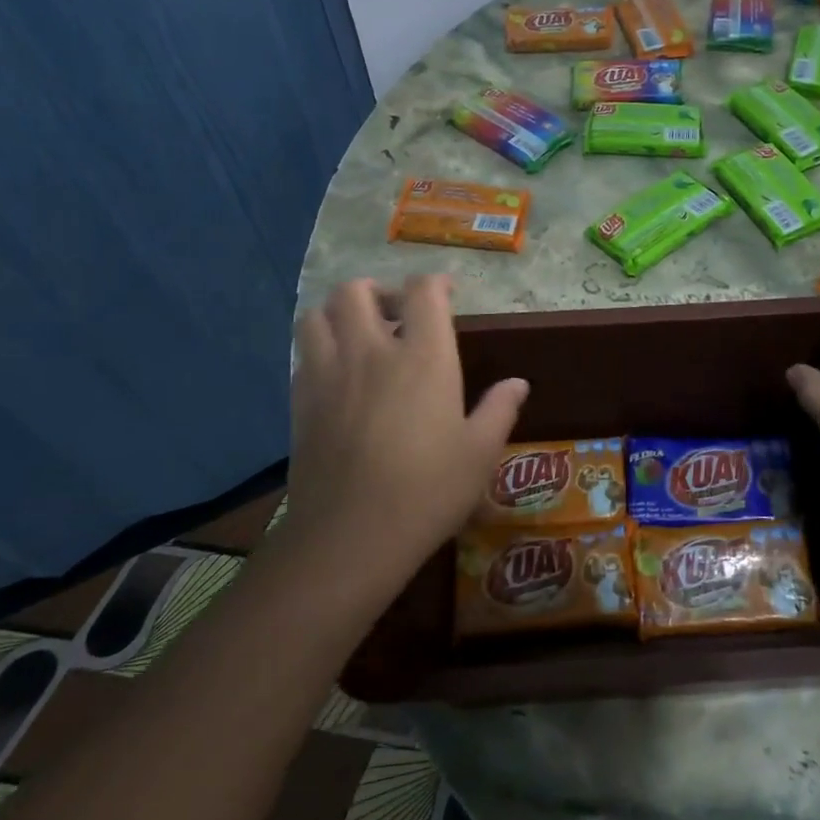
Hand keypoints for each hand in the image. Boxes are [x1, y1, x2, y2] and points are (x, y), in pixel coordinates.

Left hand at [287, 275, 526, 593]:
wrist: (351, 535)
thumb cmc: (428, 491)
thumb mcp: (480, 453)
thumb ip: (499, 410)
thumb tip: (518, 384)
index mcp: (423, 357)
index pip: (423, 292)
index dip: (435, 283)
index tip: (447, 293)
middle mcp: (371, 351)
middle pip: (357, 290)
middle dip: (379, 291)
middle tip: (398, 315)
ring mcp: (328, 373)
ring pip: (318, 314)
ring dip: (340, 313)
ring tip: (361, 336)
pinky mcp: (301, 400)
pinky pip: (303, 353)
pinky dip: (321, 347)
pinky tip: (339, 374)